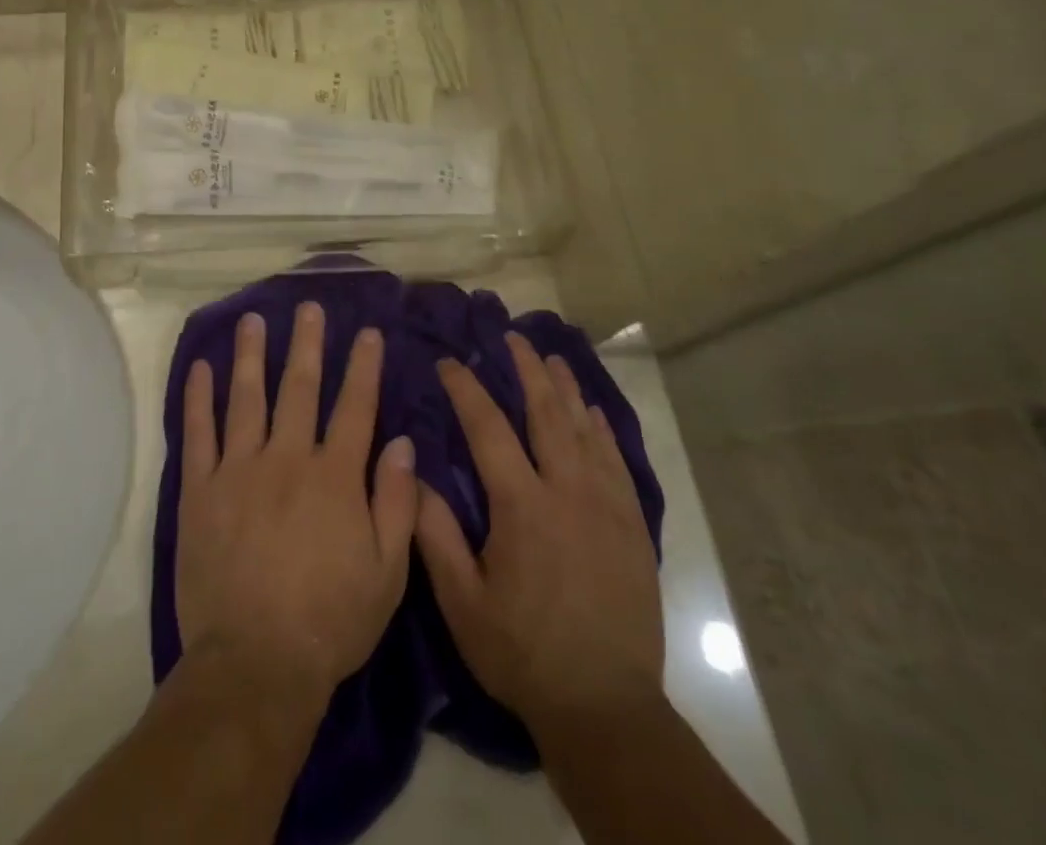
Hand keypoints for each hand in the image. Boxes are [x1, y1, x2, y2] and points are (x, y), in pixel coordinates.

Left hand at [175, 304, 418, 708]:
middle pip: (300, 388)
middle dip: (307, 344)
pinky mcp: (201, 489)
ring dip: (251, 355)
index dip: (362, 367)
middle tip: (307, 306)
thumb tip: (402, 443)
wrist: (255, 663)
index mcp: (334, 477)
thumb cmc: (330, 621)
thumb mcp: (387, 573)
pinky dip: (198, 397)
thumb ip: (397, 503)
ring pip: (246, 398)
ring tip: (253, 319)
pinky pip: (198, 433)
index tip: (366, 332)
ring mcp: (239, 470)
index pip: (354, 407)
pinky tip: (200, 367)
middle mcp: (287, 459)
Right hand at [415, 333, 663, 733]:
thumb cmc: (522, 652)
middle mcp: (567, 492)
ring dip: (566, 390)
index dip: (466, 389)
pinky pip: (618, 463)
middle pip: (546, 414)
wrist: (605, 707)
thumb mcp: (462, 601)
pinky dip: (603, 431)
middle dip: (527, 370)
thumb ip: (435, 533)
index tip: (449, 362)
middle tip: (512, 338)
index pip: (488, 428)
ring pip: (585, 431)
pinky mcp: (632, 528)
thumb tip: (413, 473)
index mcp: (521, 505)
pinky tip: (595, 414)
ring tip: (552, 358)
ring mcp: (606, 507)